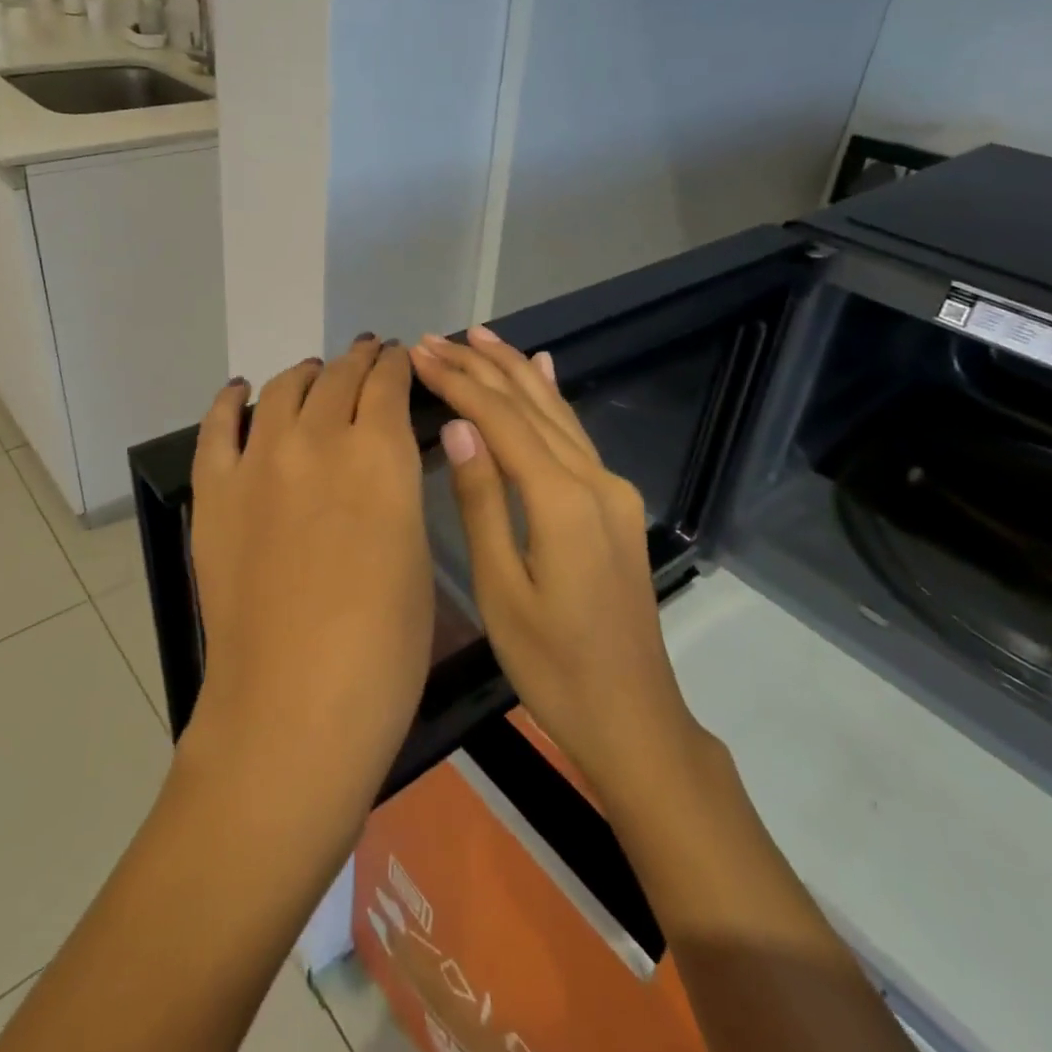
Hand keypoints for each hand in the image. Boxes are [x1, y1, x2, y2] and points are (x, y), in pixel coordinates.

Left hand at [185, 337, 432, 810]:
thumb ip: (397, 490)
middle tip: (367, 356)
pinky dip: (231, 401)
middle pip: (338, 376)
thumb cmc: (382, 647)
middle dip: (358, 360)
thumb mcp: (415, 554)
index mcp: (379, 454)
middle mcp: (318, 439)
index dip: (396, 364)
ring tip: (316, 372)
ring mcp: (258, 462)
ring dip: (306, 373)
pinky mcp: (215, 492)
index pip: (388, 382)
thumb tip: (385, 458)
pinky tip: (240, 391)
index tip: (400, 358)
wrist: (293, 707)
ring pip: (284, 389)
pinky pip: (218, 427)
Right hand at [411, 326, 699, 800]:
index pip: (501, 420)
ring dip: (515, 370)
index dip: (459, 382)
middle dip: (481, 366)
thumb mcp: (502, 590)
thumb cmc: (553, 667)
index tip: (418, 353)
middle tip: (434, 338)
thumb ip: (482, 502)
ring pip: (556, 412)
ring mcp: (611, 488)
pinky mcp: (615, 502)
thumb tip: (458, 426)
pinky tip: (544, 369)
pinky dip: (551, 397)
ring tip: (478, 336)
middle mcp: (594, 479)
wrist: (633, 716)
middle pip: (530, 405)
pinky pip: (576, 434)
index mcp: (562, 501)